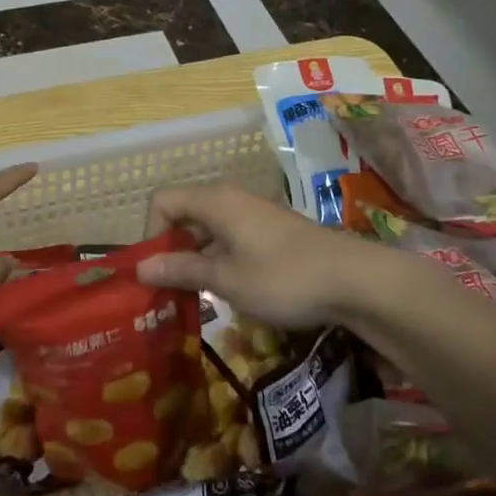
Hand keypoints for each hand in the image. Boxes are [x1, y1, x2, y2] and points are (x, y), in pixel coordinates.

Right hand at [136, 183, 389, 328]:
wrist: (355, 280)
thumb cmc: (282, 277)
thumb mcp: (226, 279)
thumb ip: (181, 269)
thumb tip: (140, 267)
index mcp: (214, 202)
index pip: (162, 202)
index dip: (151, 234)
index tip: (156, 272)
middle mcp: (230, 199)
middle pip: (183, 213)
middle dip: (170, 249)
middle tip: (169, 290)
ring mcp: (253, 214)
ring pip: (208, 228)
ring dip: (195, 258)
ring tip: (196, 296)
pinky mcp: (271, 230)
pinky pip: (230, 237)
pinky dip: (219, 259)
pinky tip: (230, 290)